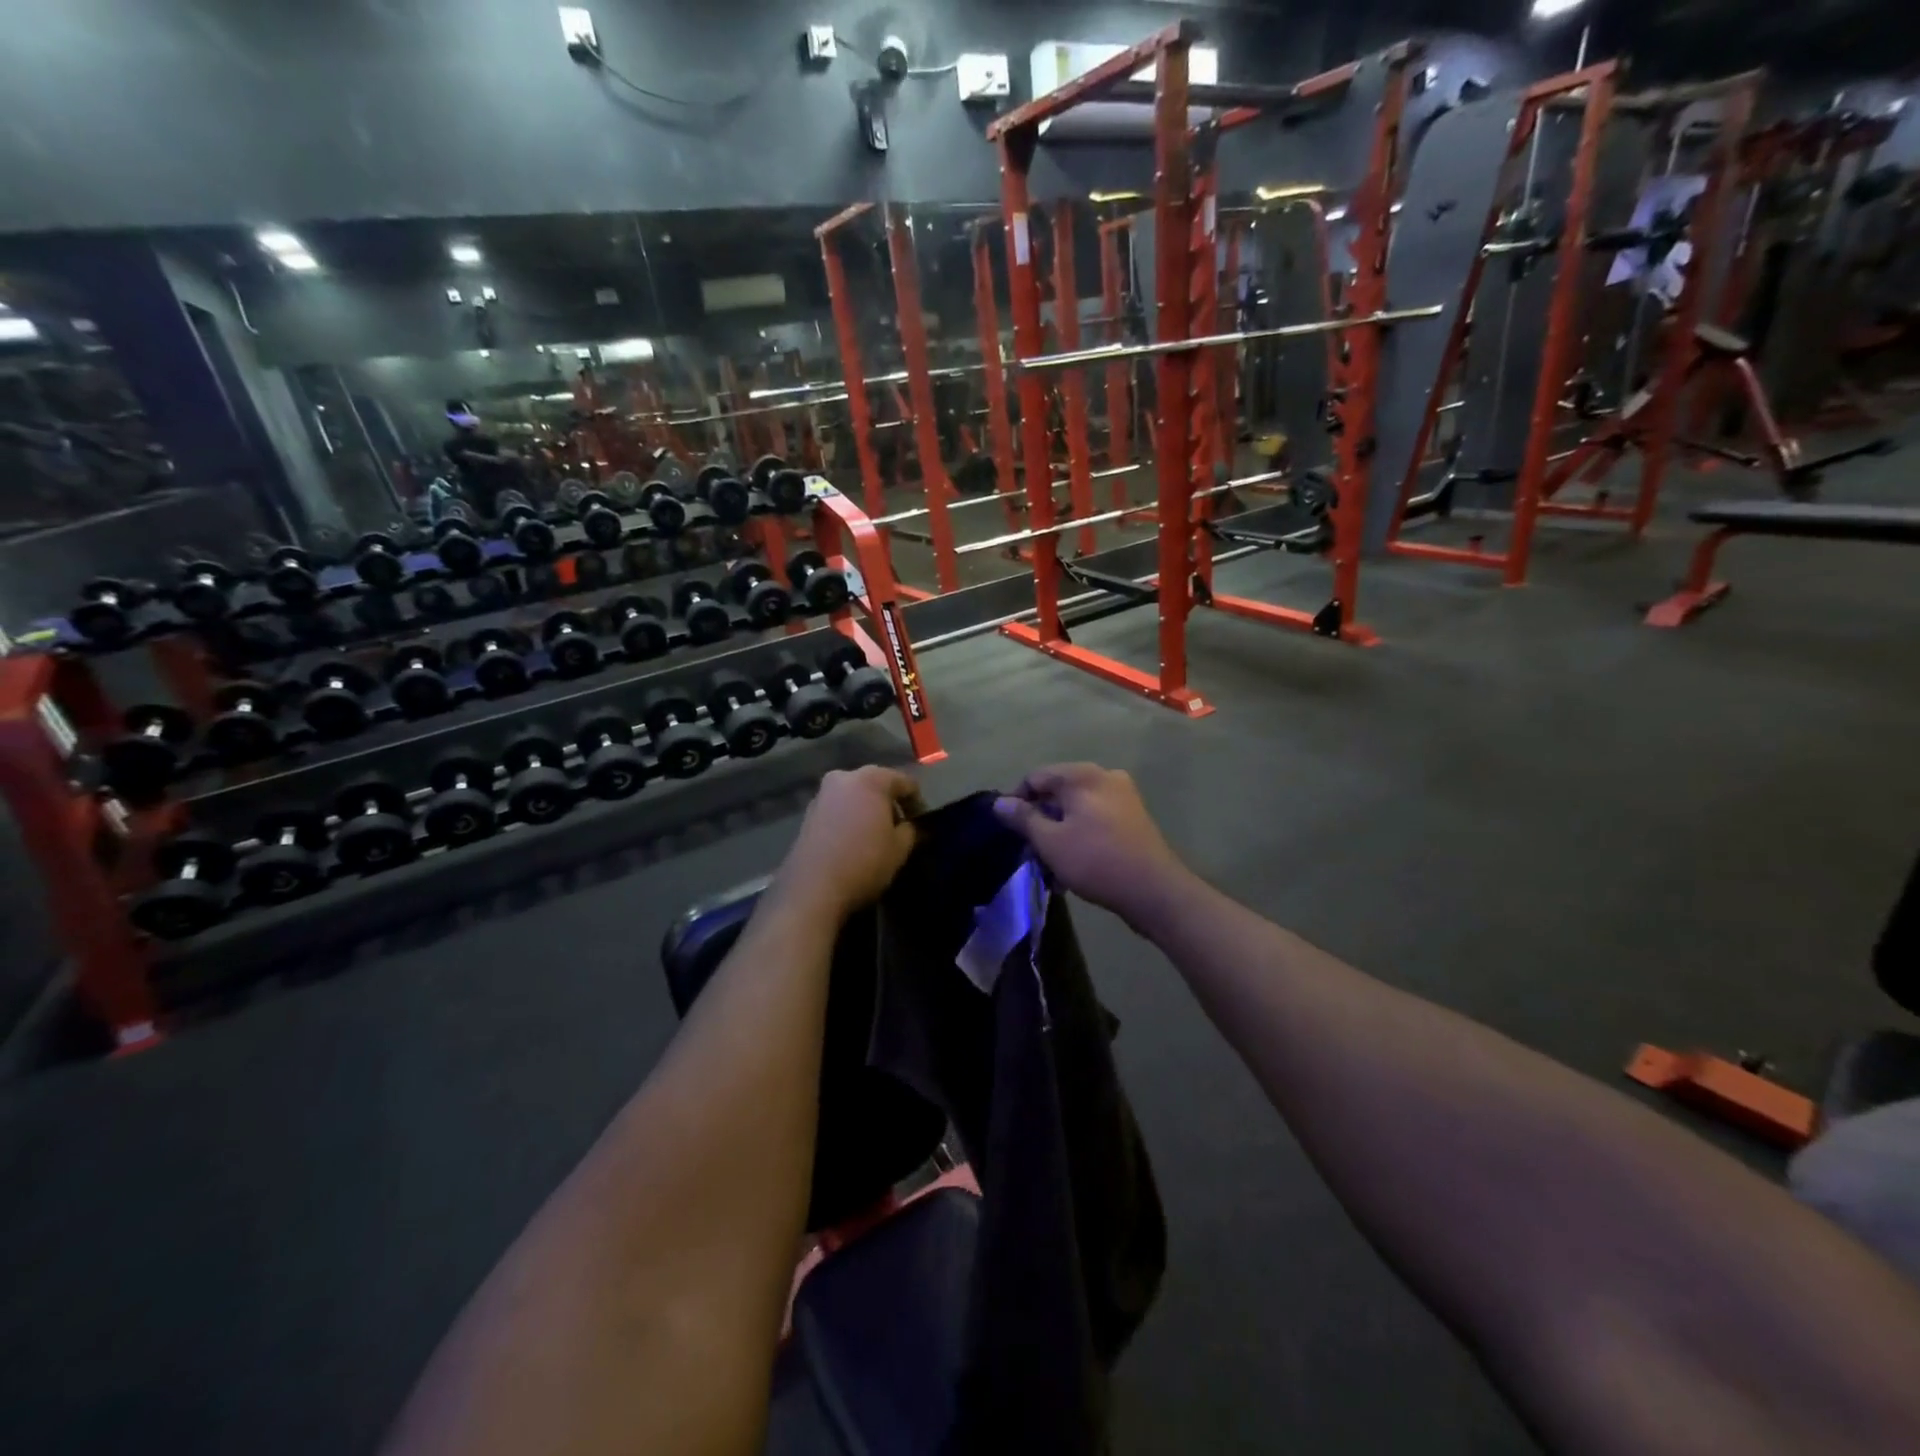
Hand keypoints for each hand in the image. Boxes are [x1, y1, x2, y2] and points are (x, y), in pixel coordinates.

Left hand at [773, 767, 921, 917]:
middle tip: (900, 827)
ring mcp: (821, 795)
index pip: (905, 782)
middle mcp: (843, 778)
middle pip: (877, 784)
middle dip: (890, 803)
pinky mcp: (807, 814)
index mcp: (870, 779)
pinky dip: (850, 819)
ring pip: (855, 796)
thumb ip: (911, 830)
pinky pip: (838, 809)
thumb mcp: (900, 849)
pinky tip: (854, 841)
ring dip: (868, 811)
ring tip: (877, 836)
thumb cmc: (864, 862)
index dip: (917, 802)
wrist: (812, 889)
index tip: (922, 823)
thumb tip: (910, 826)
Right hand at [993, 765, 1190, 928]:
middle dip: (1041, 819)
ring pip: (1077, 807)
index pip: (1036, 777)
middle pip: (1058, 791)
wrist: (1154, 890)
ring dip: (1059, 831)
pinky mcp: (1133, 816)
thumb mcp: (1050, 841)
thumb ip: (1023, 818)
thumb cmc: (1095, 860)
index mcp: (1082, 775)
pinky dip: (1080, 833)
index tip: (1010, 830)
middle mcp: (1104, 776)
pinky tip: (1075, 862)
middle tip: (1031, 850)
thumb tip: (999, 802)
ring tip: (1052, 864)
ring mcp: (1123, 795)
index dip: (1016, 801)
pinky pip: (1096, 817)